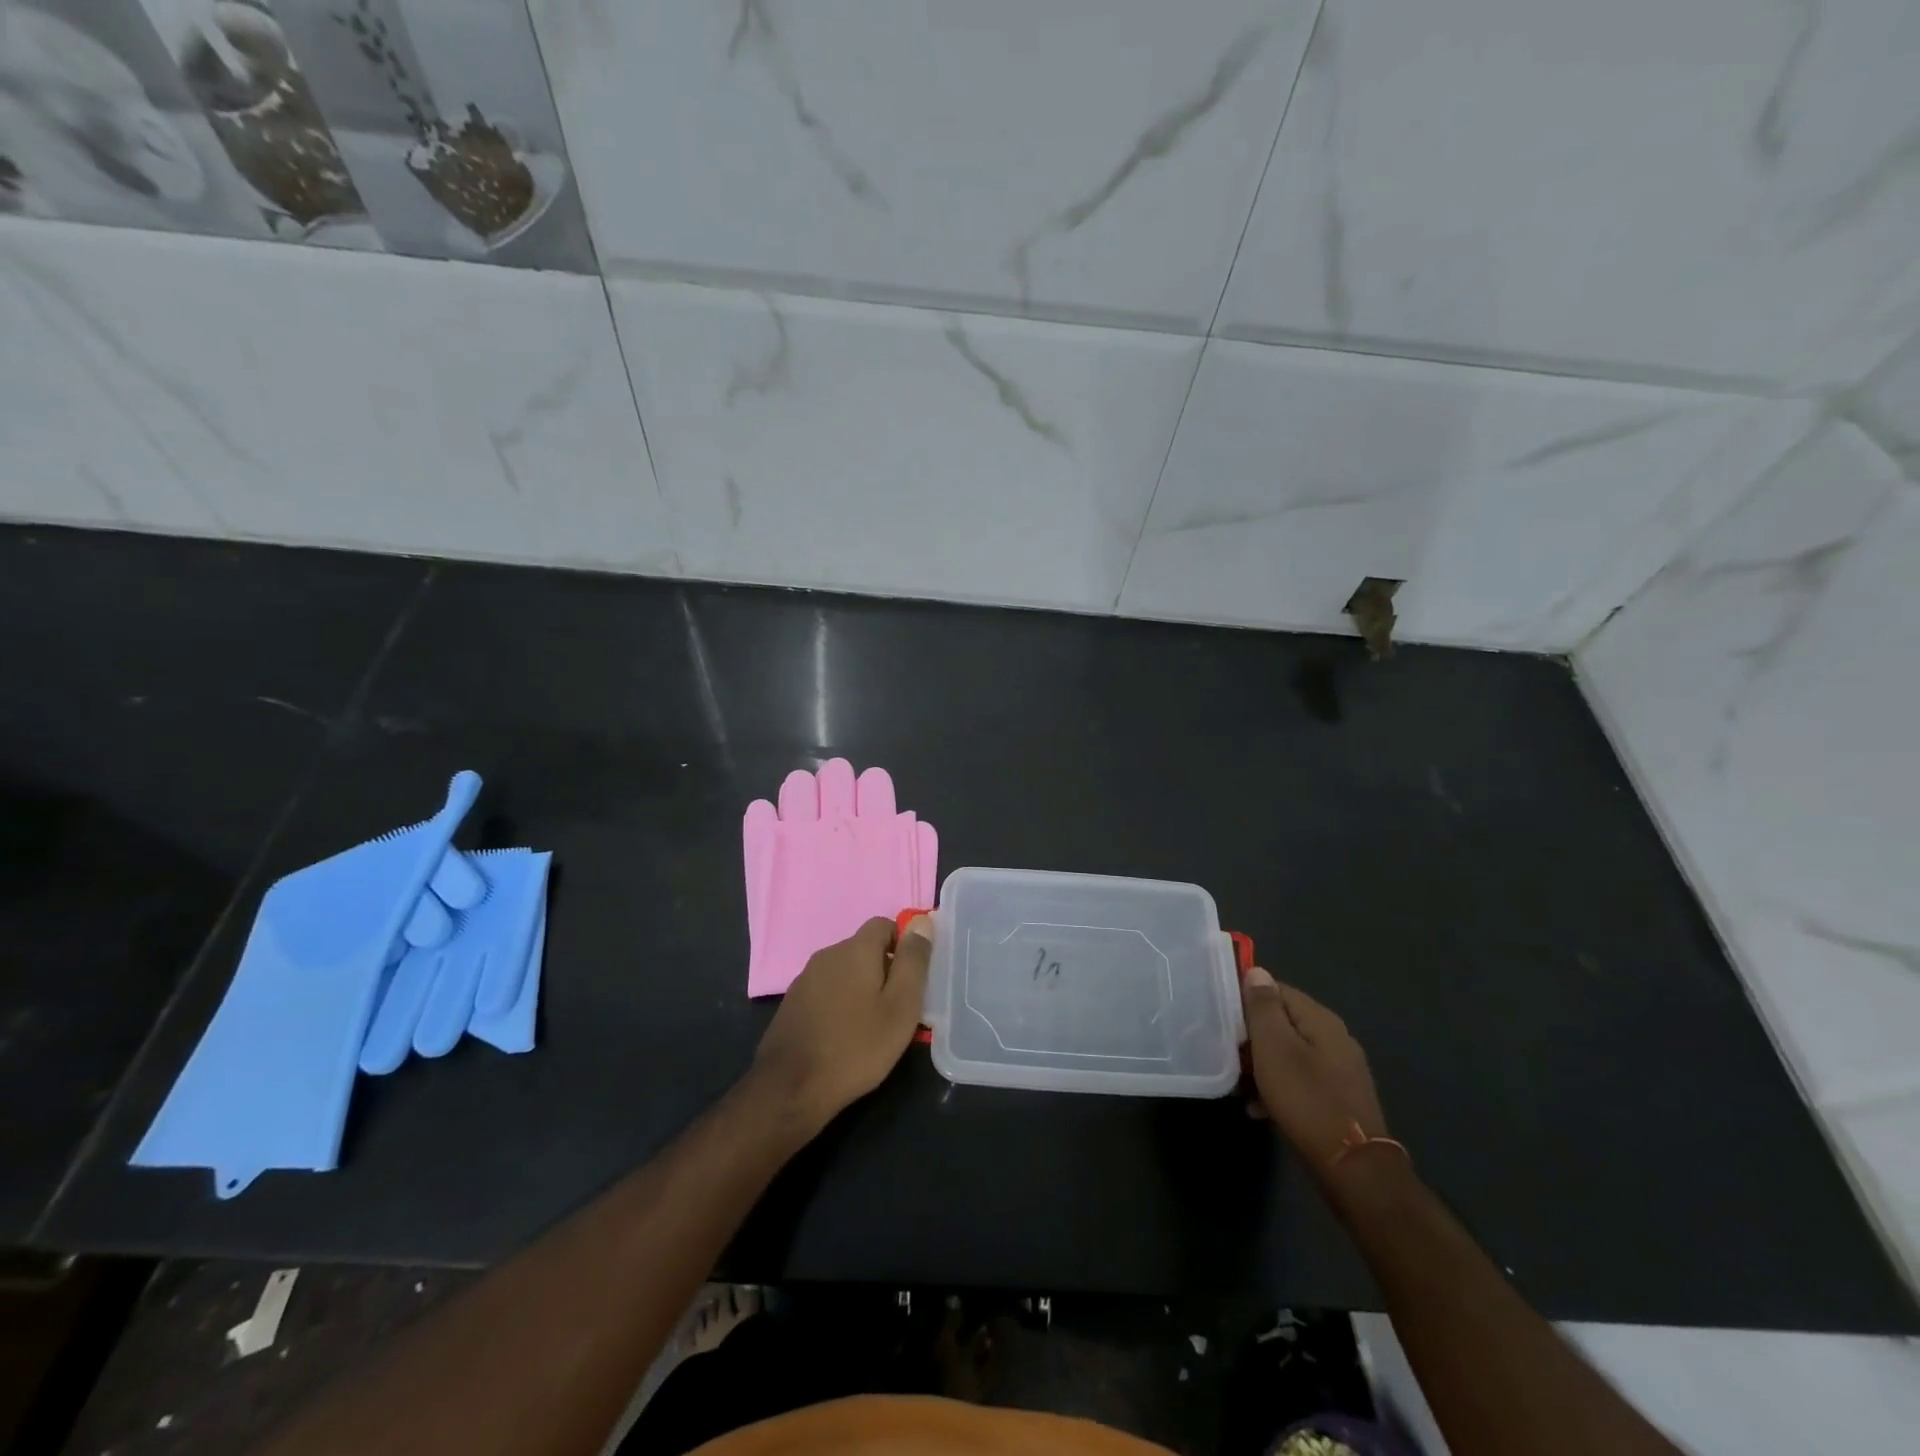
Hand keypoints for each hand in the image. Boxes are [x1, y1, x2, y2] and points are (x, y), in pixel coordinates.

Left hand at [749, 915, 931, 1132]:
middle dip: (884, 970)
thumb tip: (922, 922)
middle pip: (864, 949)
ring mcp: (805, 979)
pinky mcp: (792, 1003)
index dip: (903, 944)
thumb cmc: (857, 1046)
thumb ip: (913, 961)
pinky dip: (840, 1003)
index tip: (912, 978)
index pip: (884, 924)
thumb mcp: (901, 1006)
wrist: (791, 1088)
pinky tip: (844, 1035)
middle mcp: (827, 954)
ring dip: (861, 988)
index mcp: (855, 949)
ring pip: (844, 971)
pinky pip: (826, 990)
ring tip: (872, 1025)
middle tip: (897, 1008)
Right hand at [1241, 967, 1389, 1177]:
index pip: (1276, 989)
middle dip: (1253, 1037)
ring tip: (1242, 1085)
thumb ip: (1264, 1006)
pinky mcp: (1339, 1098)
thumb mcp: (1274, 1047)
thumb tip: (1257, 971)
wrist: (1353, 1168)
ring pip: (1289, 1053)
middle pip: (1283, 1022)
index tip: (1224, 1019)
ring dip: (1263, 1065)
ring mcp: (1340, 1070)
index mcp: (1320, 1019)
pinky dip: (1279, 1088)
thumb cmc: (1306, 1099)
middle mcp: (1335, 1037)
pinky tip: (1261, 1108)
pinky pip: (1300, 1080)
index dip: (1247, 1000)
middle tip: (1230, 1054)